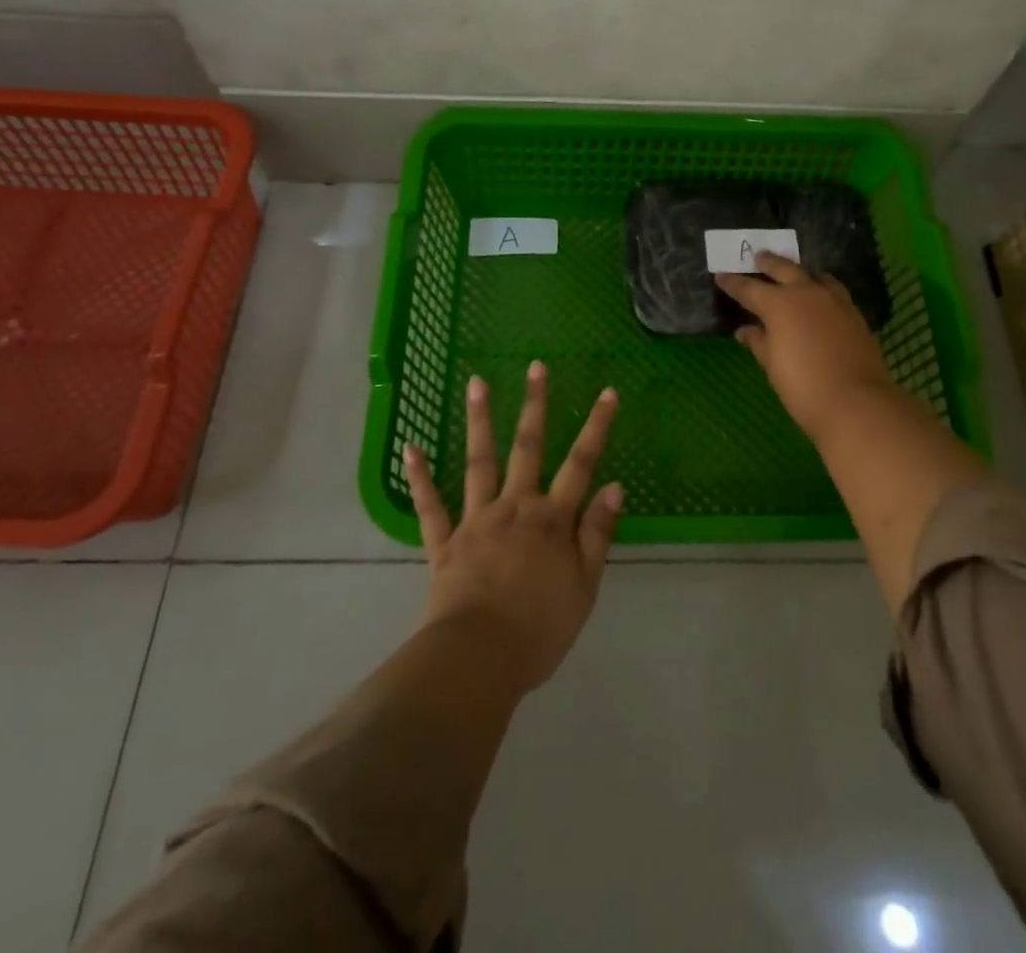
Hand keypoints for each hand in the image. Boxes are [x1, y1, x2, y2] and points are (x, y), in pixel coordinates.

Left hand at [403, 362, 622, 692]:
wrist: (478, 660)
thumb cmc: (540, 629)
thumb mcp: (584, 586)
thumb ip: (597, 533)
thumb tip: (614, 486)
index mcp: (551, 519)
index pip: (581, 463)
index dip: (596, 427)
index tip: (607, 392)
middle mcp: (515, 507)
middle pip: (527, 448)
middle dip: (535, 405)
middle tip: (536, 366)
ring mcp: (477, 520)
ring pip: (479, 462)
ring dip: (478, 421)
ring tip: (477, 382)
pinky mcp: (445, 542)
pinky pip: (430, 505)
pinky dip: (420, 477)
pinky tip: (411, 448)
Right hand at [716, 252, 895, 441]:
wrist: (856, 401)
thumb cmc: (803, 386)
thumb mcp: (772, 365)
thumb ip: (758, 342)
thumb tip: (745, 330)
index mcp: (779, 304)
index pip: (749, 288)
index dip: (733, 283)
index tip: (721, 276)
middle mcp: (806, 293)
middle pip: (784, 269)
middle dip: (768, 263)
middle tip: (758, 256)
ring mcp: (834, 300)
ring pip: (814, 275)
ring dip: (799, 271)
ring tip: (793, 271)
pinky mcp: (854, 313)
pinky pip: (833, 289)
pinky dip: (821, 286)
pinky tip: (819, 296)